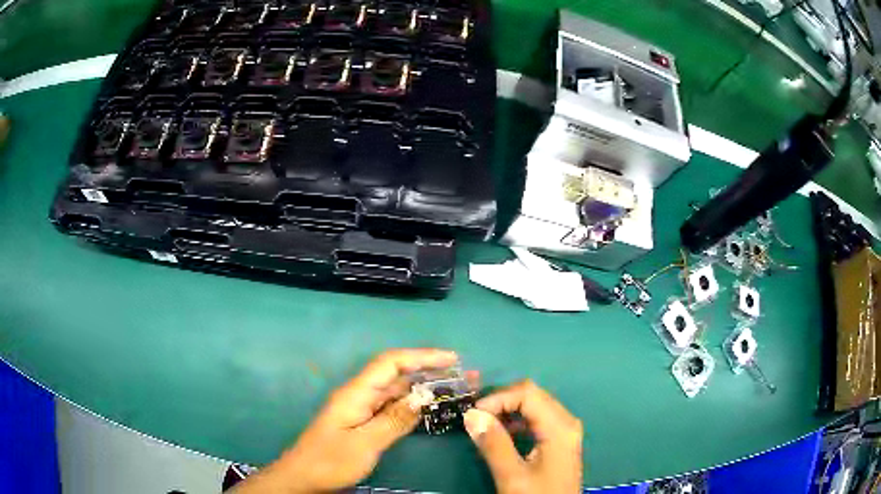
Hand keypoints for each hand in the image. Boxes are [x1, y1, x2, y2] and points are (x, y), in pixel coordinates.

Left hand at [231, 348, 457, 493]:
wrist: (303, 477)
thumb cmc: (330, 461)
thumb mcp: (364, 444)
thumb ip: (393, 420)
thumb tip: (423, 397)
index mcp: (356, 393)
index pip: (391, 362)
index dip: (422, 356)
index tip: (452, 359)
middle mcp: (360, 394)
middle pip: (397, 373)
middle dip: (430, 370)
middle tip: (464, 375)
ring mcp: (361, 408)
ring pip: (397, 390)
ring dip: (425, 387)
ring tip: (455, 389)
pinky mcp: (363, 421)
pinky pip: (393, 406)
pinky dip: (413, 404)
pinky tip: (431, 409)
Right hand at [463, 380, 582, 493]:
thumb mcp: (512, 476)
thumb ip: (493, 444)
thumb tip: (471, 414)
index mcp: (559, 427)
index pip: (528, 393)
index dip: (498, 398)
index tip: (472, 414)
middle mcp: (566, 422)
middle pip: (533, 395)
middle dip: (501, 402)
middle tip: (475, 418)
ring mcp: (565, 432)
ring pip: (535, 406)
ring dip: (508, 411)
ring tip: (484, 426)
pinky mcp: (560, 441)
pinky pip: (538, 420)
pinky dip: (517, 422)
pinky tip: (501, 436)